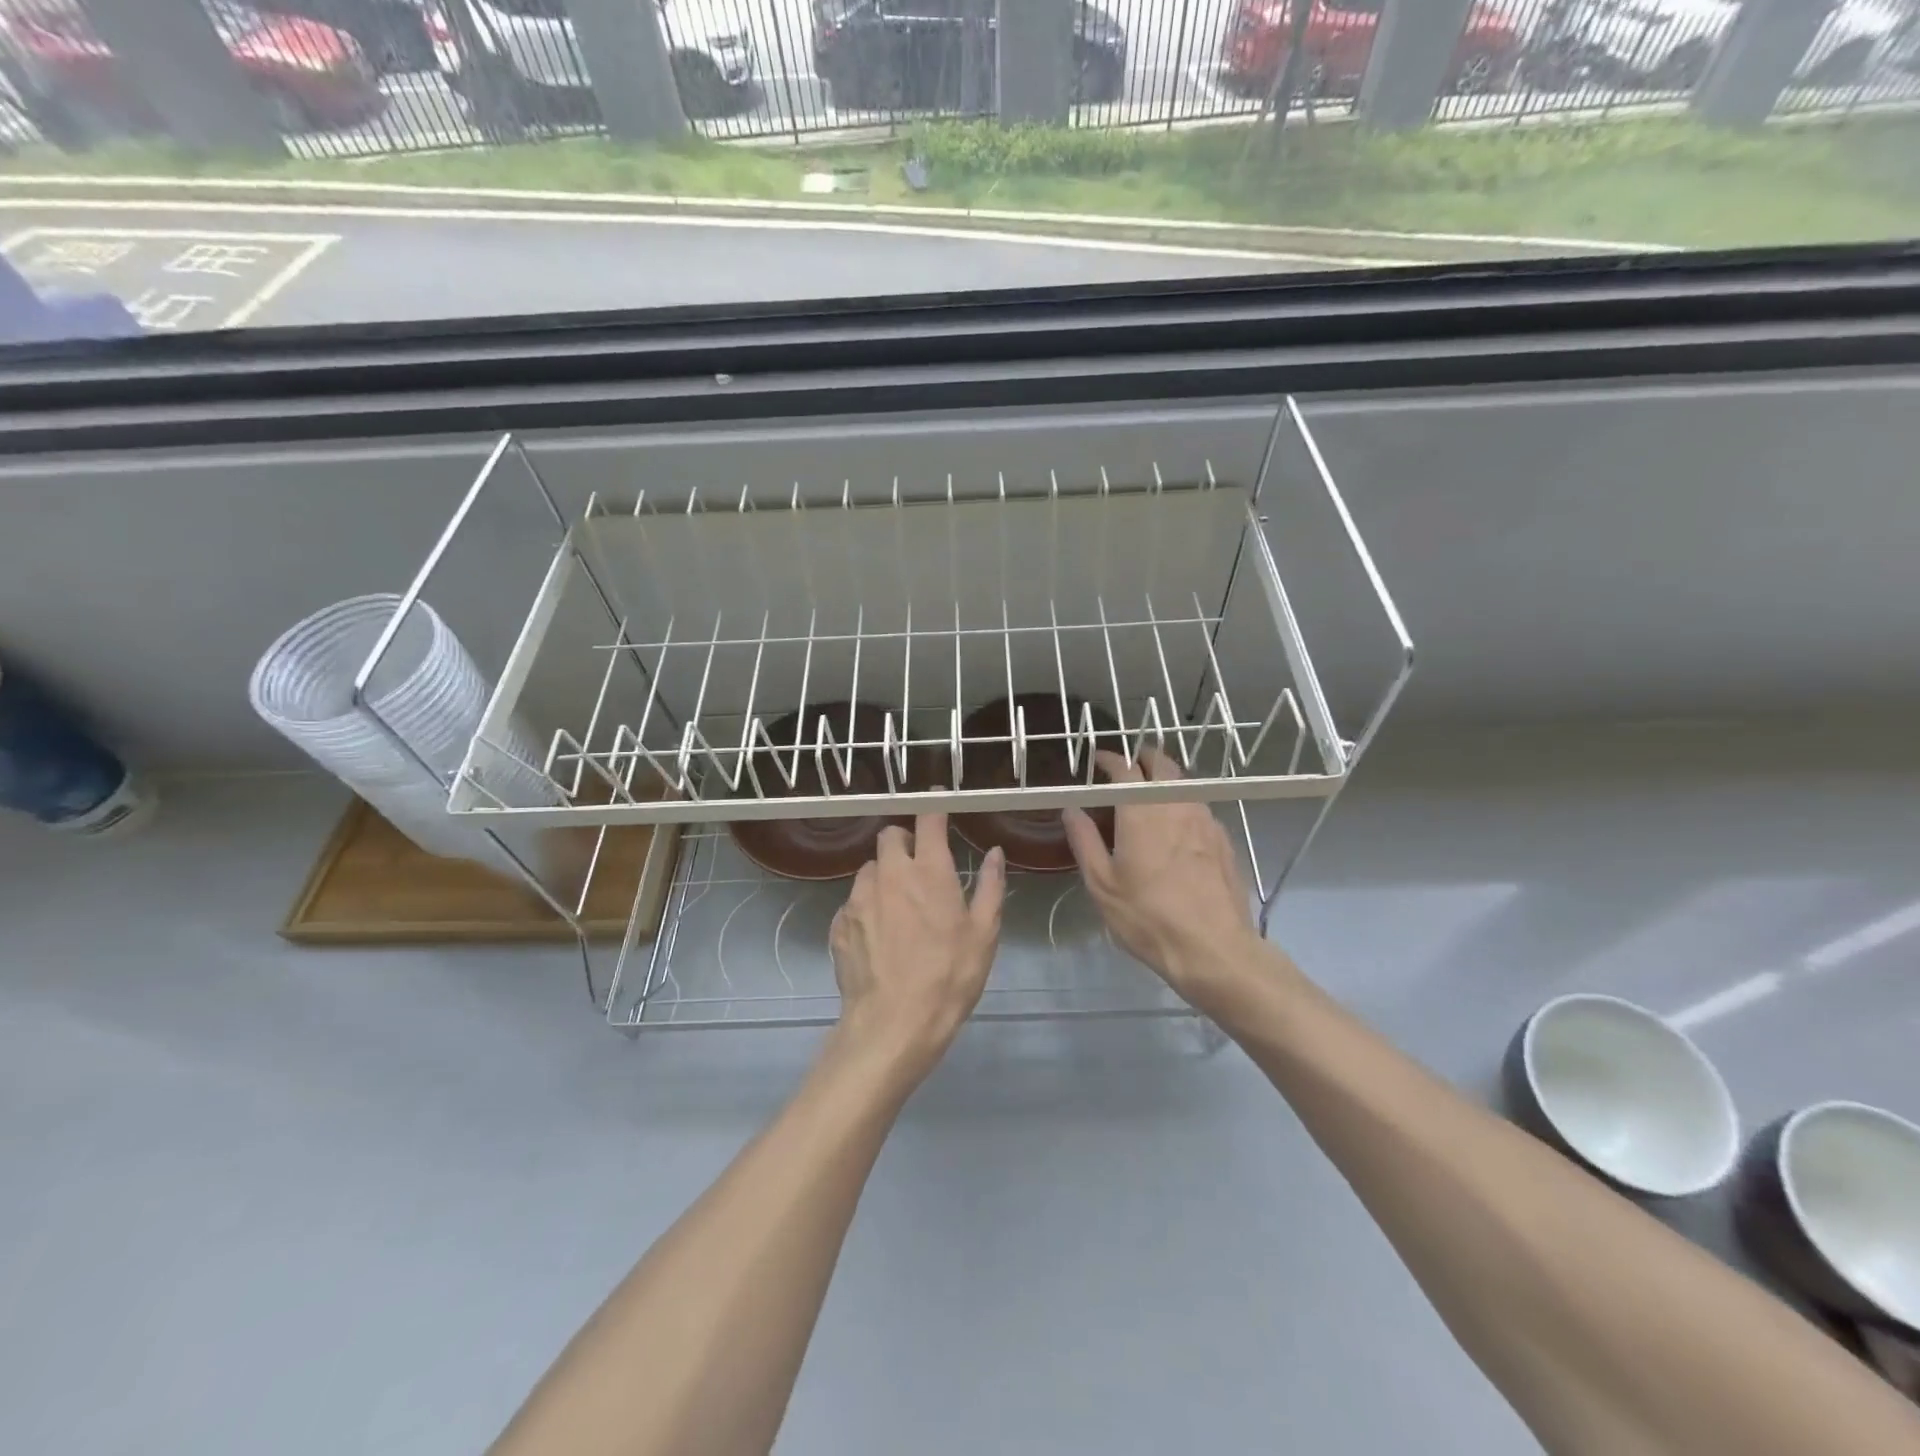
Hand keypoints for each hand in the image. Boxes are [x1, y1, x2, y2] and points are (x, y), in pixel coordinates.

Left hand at [829, 813, 1005, 1078]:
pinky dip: (867, 907)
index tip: (936, 804)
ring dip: (884, 875)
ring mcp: (858, 898)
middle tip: (919, 865)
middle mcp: (889, 874)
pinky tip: (879, 936)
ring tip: (898, 906)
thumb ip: (990, 886)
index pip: (928, 820)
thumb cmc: (949, 977)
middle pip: (889, 836)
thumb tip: (995, 853)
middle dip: (904, 841)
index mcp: (929, 871)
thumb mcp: (984, 935)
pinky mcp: (838, 924)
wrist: (893, 1025)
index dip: (933, 808)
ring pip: (869, 869)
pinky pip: (853, 902)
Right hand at [1063, 749, 1263, 1007]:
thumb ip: (1084, 840)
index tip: (1097, 760)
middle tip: (1127, 766)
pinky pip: (1200, 807)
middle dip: (1142, 758)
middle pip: (1161, 764)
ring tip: (1150, 793)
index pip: (1124, 768)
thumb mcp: (1102, 885)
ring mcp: (1205, 819)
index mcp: (1141, 811)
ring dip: (1165, 779)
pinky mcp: (1224, 839)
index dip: (1109, 758)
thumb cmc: (1148, 917)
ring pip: (1184, 784)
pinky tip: (1177, 826)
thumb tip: (1071, 808)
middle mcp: (1176, 805)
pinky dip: (1183, 804)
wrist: (1214, 949)